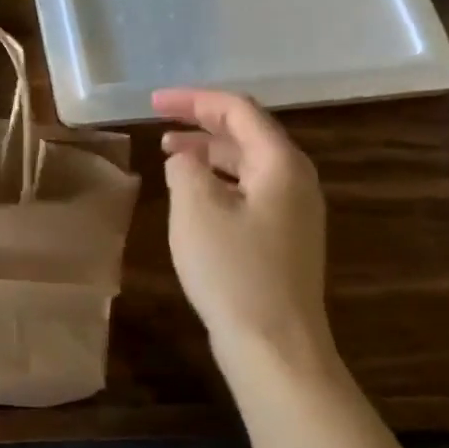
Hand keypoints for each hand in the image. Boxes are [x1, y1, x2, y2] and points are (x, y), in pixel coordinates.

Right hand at [155, 88, 331, 360]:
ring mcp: (294, 212)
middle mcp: (295, 181)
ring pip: (248, 164)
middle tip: (158, 123)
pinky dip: (218, 181)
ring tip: (169, 154)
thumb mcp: (195, 208)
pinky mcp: (284, 239)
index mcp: (280, 164)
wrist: (275, 347)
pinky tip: (192, 195)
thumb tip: (185, 157)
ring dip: (208, 152)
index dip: (193, 100)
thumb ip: (185, 167)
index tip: (153, 102)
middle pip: (247, 133)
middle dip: (201, 123)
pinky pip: (249, 191)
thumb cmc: (233, 270)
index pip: (238, 110)